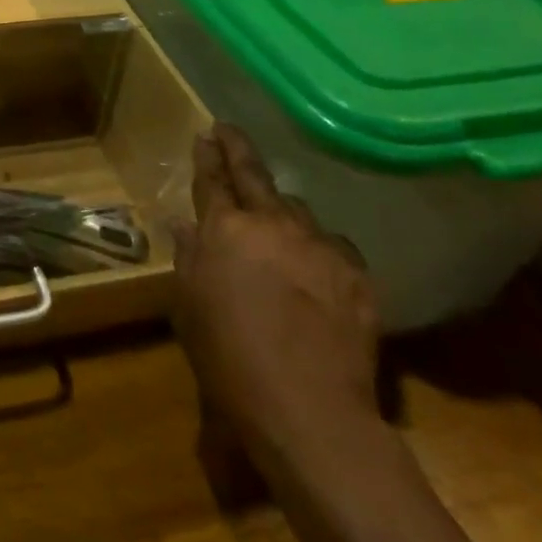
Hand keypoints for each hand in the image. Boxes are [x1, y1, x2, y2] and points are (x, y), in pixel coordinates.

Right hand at [172, 124, 379, 470]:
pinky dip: (318, 248)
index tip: (206, 135)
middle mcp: (272, 223)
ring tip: (277, 222)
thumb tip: (185, 226)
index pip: (213, 179)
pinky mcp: (356, 272)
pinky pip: (333, 245)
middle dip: (238, 149)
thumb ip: (189, 257)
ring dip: (282, 210)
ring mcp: (319, 244)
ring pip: (298, 210)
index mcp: (225, 229)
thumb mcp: (189, 308)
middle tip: (229, 131)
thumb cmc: (229, 360)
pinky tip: (316, 268)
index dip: (207, 155)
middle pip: (254, 175)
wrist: (308, 410)